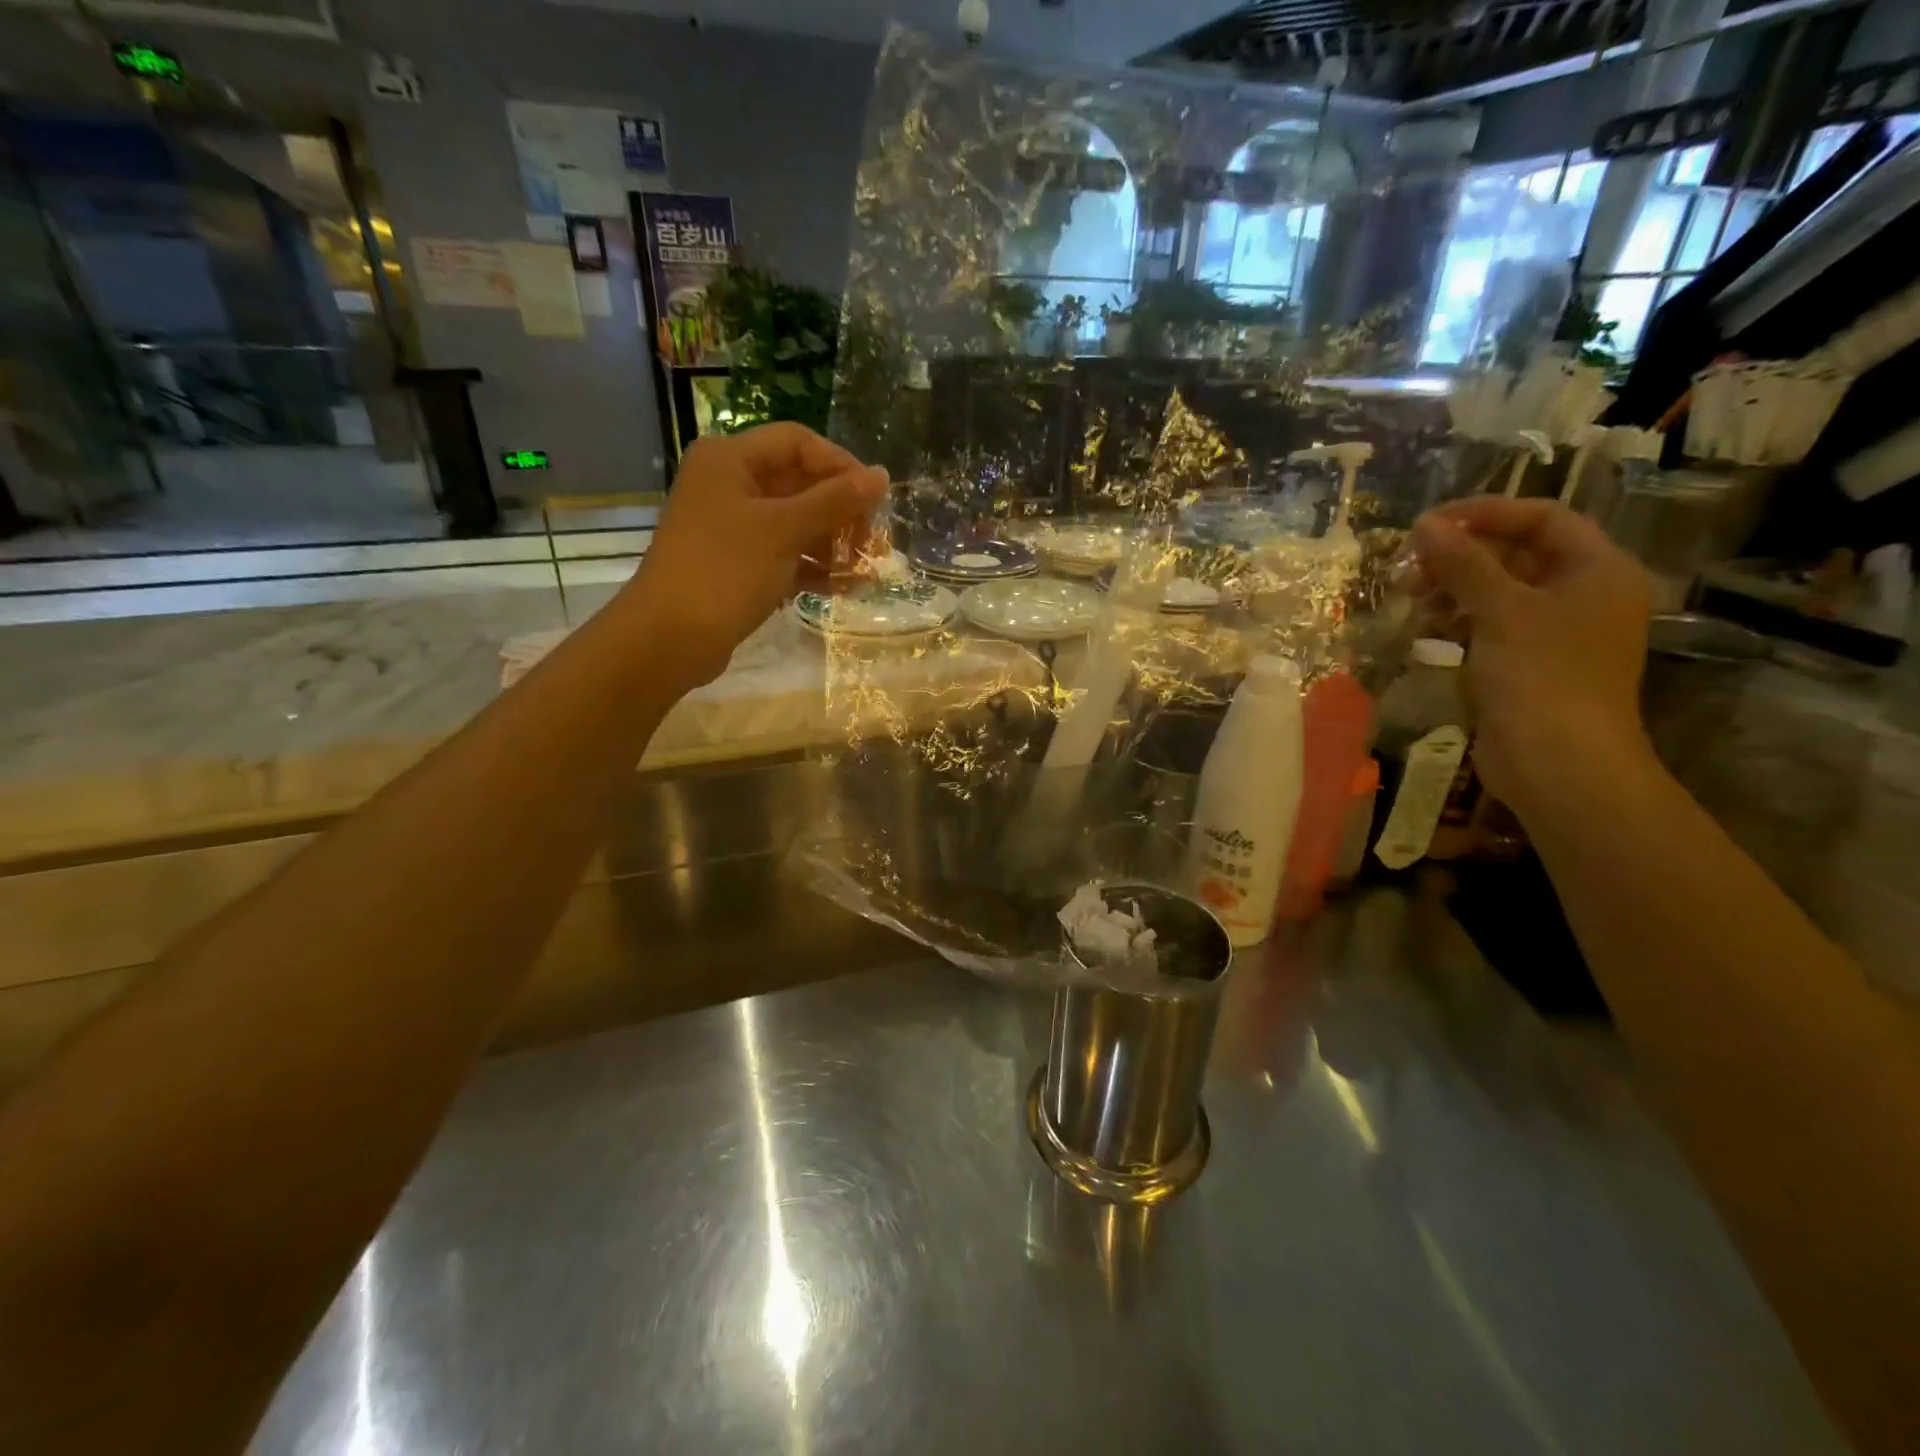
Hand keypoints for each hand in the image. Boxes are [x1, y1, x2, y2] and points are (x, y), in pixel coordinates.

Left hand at [623, 424, 888, 684]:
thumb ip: (835, 501)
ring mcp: (732, 527)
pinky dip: (813, 567)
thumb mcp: (784, 531)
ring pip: (795, 523)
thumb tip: (881, 475)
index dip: (840, 464)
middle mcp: (729, 484)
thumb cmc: (725, 571)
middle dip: (840, 512)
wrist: (669, 638)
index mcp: (730, 460)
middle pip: (799, 483)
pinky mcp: (737, 564)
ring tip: (864, 569)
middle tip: (872, 541)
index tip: (874, 498)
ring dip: (832, 543)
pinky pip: (784, 554)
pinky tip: (844, 587)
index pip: (798, 442)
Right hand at [1410, 497, 1654, 820]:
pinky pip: (1490, 627)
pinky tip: (1423, 628)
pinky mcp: (1528, 665)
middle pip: (1517, 555)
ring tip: (1408, 598)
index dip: (1486, 514)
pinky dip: (1457, 621)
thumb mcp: (1500, 611)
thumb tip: (1425, 525)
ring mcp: (1555, 633)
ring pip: (1498, 592)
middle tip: (1408, 566)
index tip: (1429, 524)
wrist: (1558, 763)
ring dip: (1452, 588)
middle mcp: (1582, 594)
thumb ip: (1463, 563)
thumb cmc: (1540, 676)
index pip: (1542, 518)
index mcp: (1597, 570)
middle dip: (1460, 556)